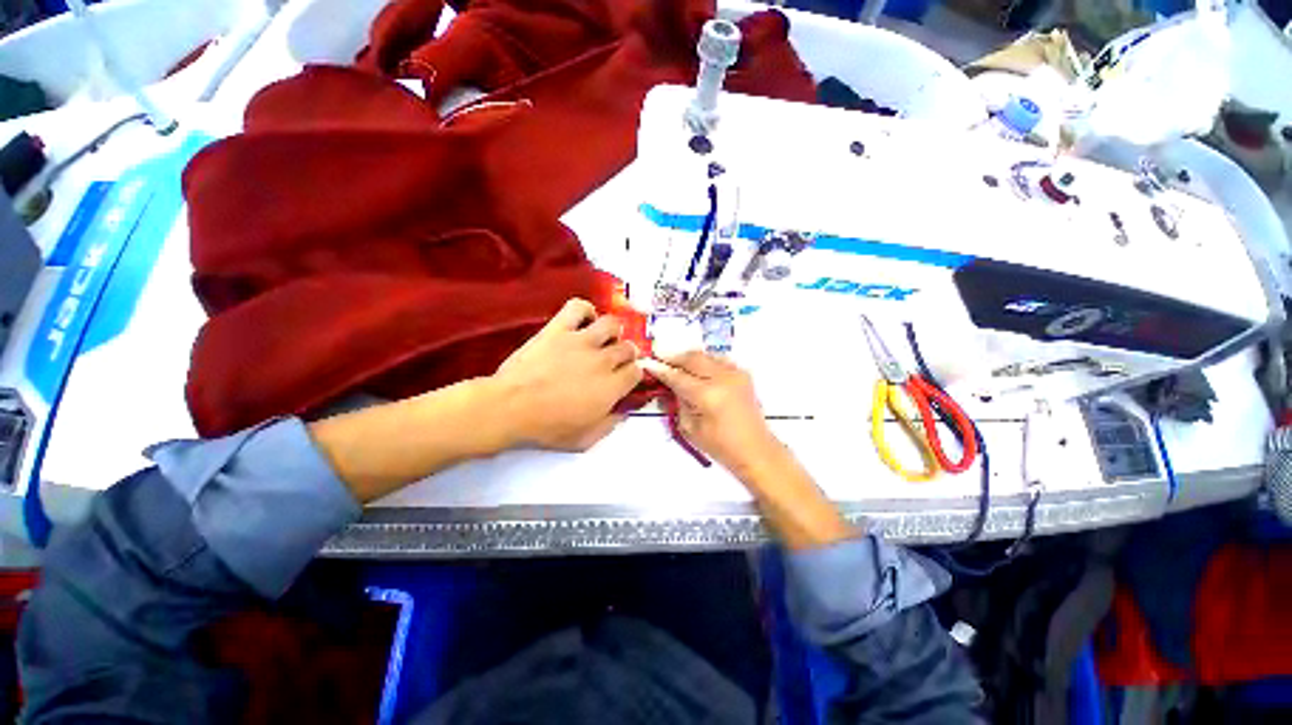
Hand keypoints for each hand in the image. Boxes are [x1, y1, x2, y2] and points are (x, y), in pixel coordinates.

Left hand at [492, 298, 643, 450]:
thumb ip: (609, 425)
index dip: (633, 375)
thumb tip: (622, 414)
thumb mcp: (584, 439)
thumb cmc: (547, 427)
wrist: (510, 407)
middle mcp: (602, 360)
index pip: (637, 372)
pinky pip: (579, 307)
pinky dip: (585, 310)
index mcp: (611, 387)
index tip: (624, 379)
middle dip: (626, 355)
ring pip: (611, 324)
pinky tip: (584, 320)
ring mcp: (581, 341)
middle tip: (613, 361)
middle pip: (628, 348)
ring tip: (602, 339)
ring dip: (612, 332)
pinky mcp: (559, 329)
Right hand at [645, 352, 856, 547]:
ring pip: (706, 355)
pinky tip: (697, 365)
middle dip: (673, 356)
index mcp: (707, 395)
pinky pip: (719, 359)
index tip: (648, 362)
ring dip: (689, 356)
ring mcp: (735, 374)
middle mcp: (722, 378)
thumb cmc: (721, 446)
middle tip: (659, 354)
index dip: (660, 369)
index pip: (677, 376)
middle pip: (692, 358)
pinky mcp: (743, 374)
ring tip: (675, 359)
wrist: (756, 449)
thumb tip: (671, 386)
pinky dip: (705, 360)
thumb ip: (679, 402)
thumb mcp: (690, 428)